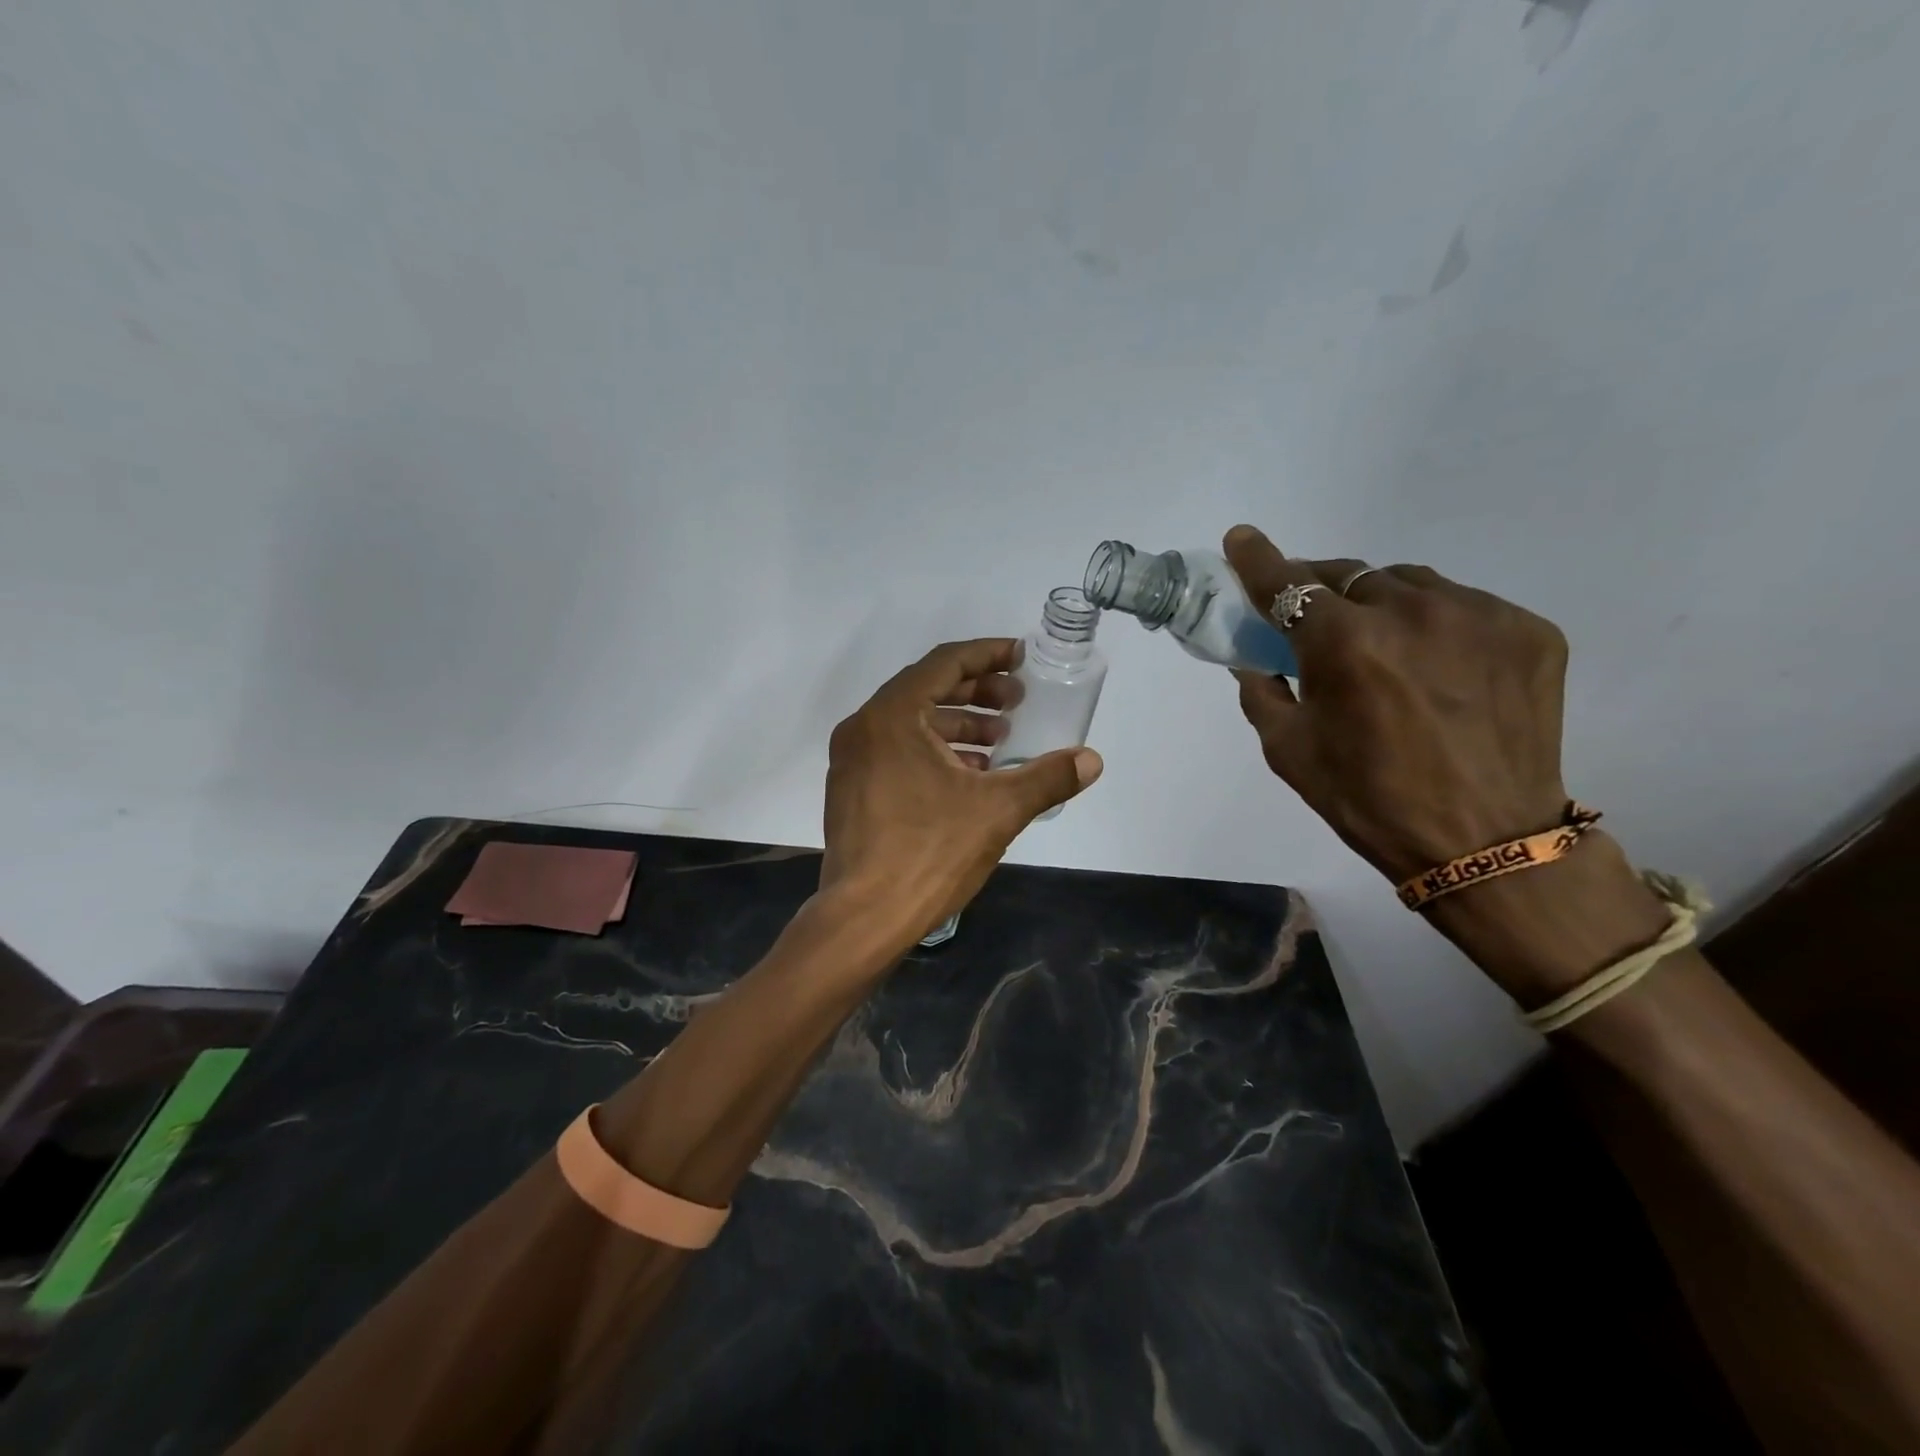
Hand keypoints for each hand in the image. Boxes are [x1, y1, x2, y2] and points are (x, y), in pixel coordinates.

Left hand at [819, 639, 1102, 943]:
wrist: (864, 918)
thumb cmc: (929, 852)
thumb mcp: (998, 811)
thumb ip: (1047, 778)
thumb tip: (1092, 760)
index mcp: (891, 717)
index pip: (945, 663)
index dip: (988, 655)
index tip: (1021, 658)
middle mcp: (863, 729)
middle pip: (926, 689)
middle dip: (977, 692)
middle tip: (1017, 702)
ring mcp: (852, 761)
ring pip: (911, 723)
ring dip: (958, 725)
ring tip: (1000, 741)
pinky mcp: (852, 790)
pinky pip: (897, 751)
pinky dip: (935, 751)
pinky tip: (970, 775)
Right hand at [1223, 525, 1668, 1001]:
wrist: (1487, 844)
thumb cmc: (1370, 800)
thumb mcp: (1289, 752)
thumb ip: (1262, 693)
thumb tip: (1255, 659)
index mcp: (1345, 644)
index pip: (1289, 583)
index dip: (1258, 560)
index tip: (1241, 539)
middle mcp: (1412, 612)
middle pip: (1349, 574)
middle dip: (1321, 587)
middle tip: (1312, 612)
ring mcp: (1479, 615)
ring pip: (1408, 583)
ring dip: (1380, 602)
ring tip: (1383, 644)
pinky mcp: (1528, 630)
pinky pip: (1463, 606)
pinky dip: (1436, 623)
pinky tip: (1437, 665)